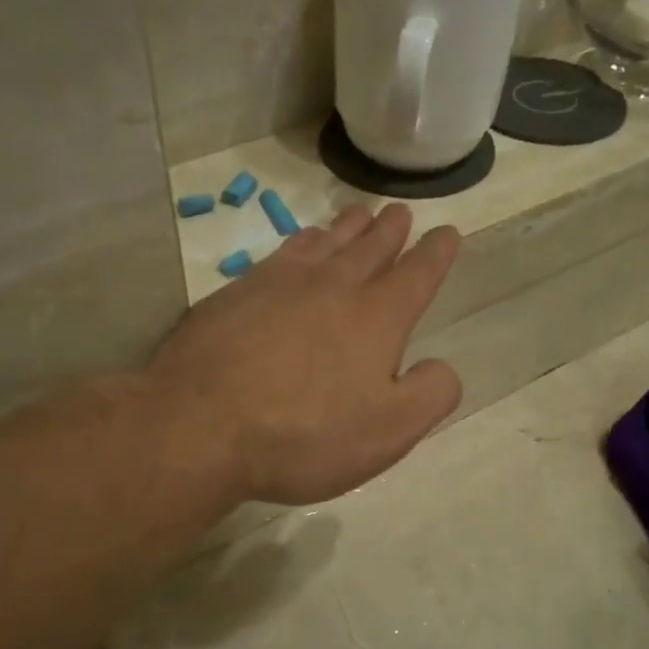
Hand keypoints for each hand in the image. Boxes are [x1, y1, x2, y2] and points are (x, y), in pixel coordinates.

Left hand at [146, 203, 462, 505]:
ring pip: (325, 244)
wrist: (201, 425)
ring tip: (358, 215)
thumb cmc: (305, 435)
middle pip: (369, 249)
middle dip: (390, 231)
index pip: (417, 276)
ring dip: (347, 228)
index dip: (436, 254)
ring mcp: (279, 285)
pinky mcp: (236, 294)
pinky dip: (301, 242)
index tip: (447, 233)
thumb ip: (429, 395)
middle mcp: (332, 288)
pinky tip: (300, 244)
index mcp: (377, 318)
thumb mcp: (388, 431)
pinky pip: (282, 254)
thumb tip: (441, 367)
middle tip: (399, 213)